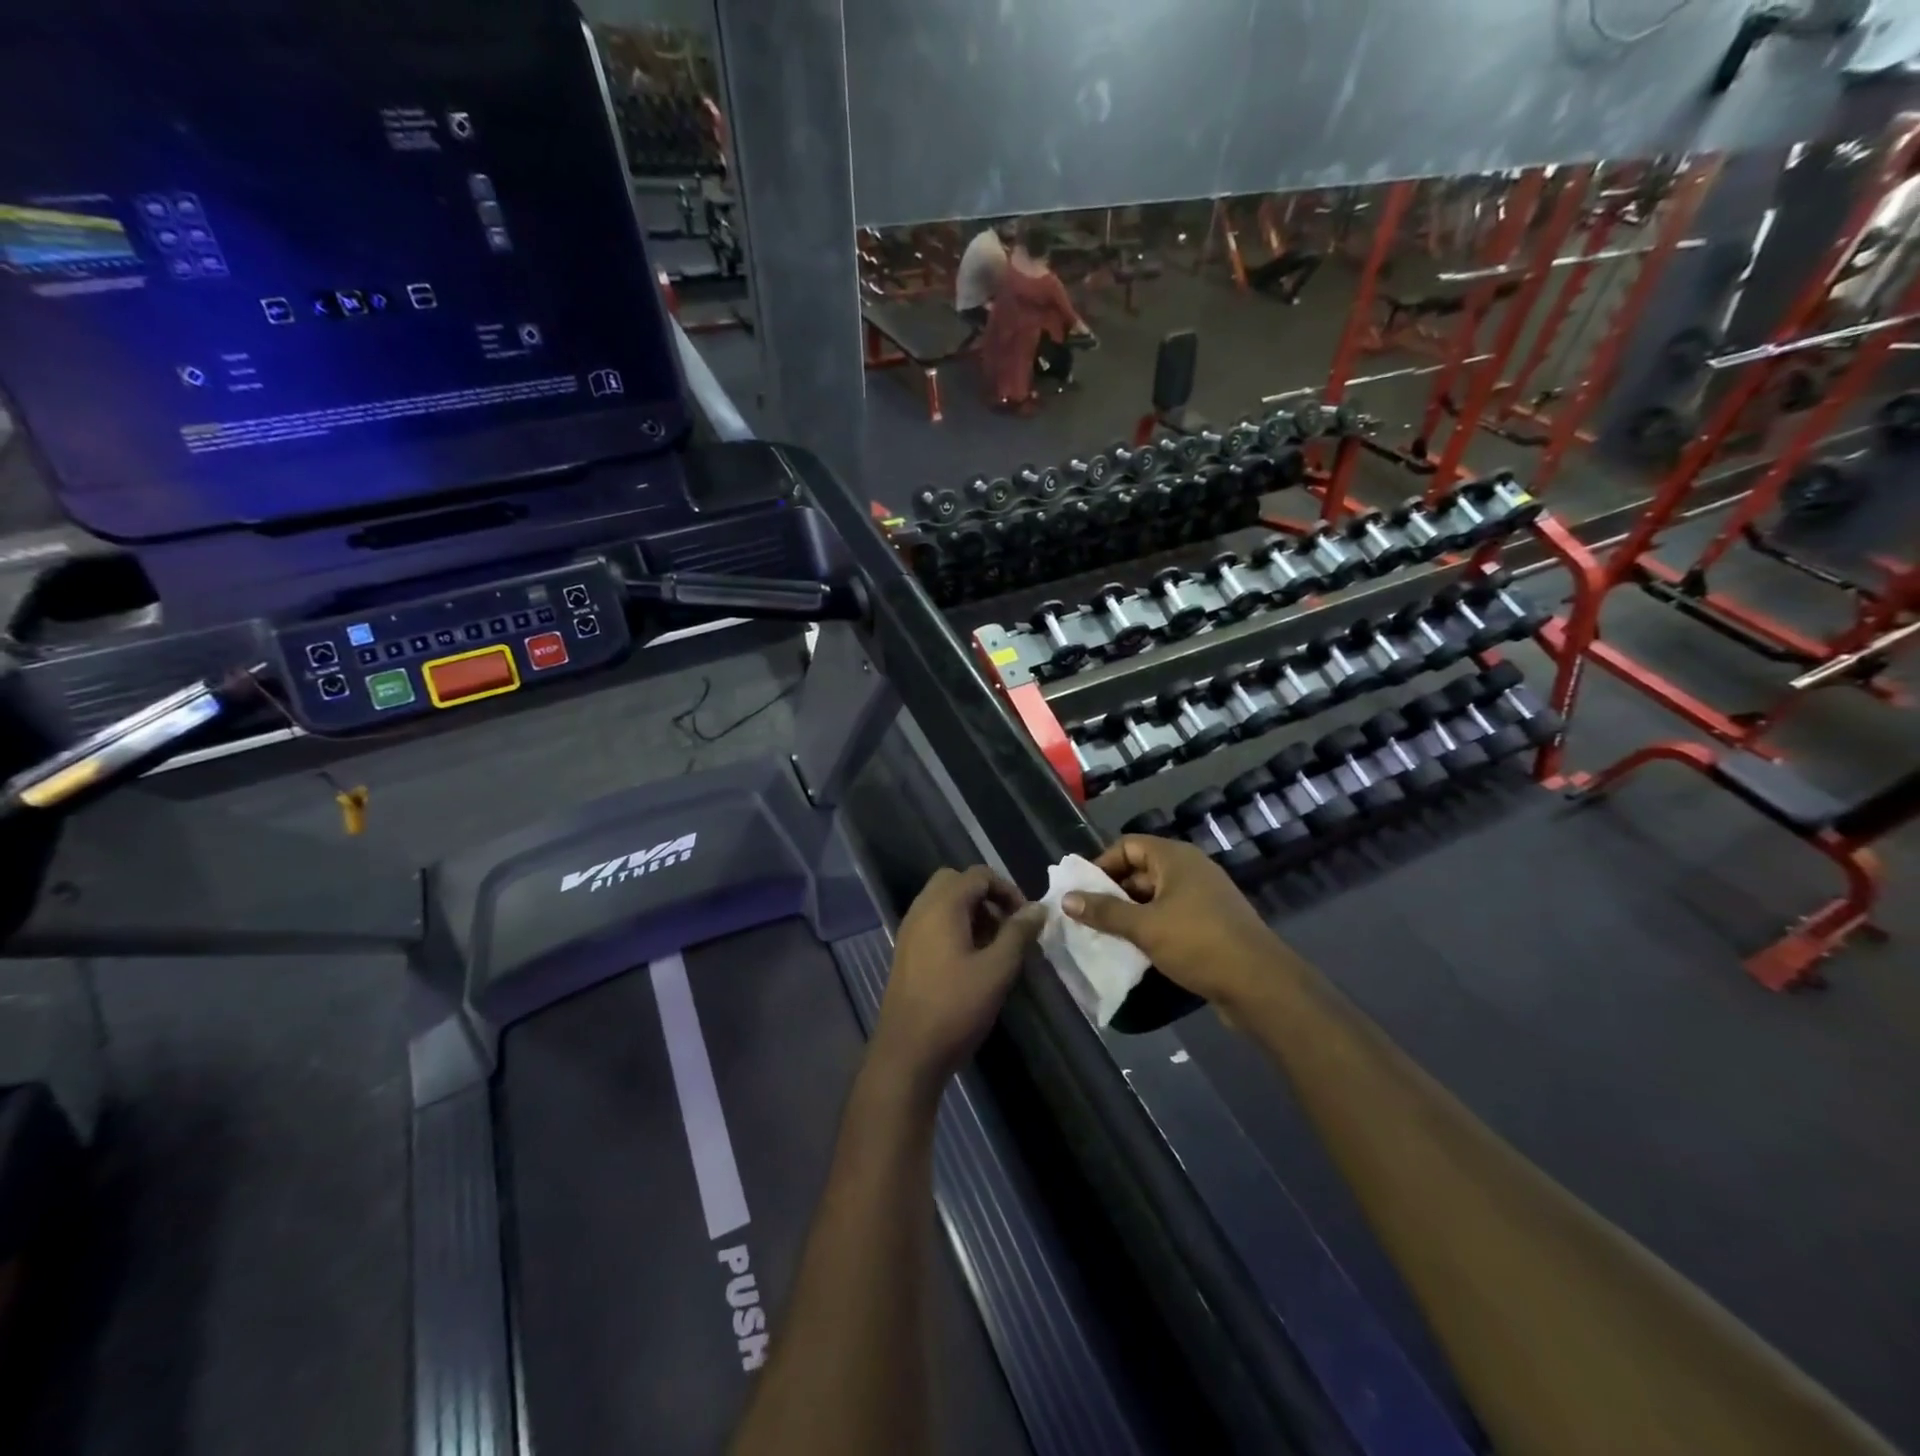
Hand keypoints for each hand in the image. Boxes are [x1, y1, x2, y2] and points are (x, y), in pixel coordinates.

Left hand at [872, 866, 1043, 1093]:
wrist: (907, 1053)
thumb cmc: (955, 1007)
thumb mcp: (997, 969)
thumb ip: (1018, 933)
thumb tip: (1038, 908)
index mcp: (942, 906)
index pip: (979, 875)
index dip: (1007, 890)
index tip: (1027, 919)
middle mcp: (921, 909)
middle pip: (957, 882)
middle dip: (987, 897)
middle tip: (1008, 926)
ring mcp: (910, 931)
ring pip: (944, 902)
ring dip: (972, 913)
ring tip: (996, 946)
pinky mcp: (907, 952)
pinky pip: (934, 922)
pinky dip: (956, 927)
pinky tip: (973, 961)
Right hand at [1063, 836, 1280, 1010]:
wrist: (1259, 984)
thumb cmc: (1198, 943)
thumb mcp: (1144, 927)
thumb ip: (1104, 912)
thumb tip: (1067, 899)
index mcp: (1175, 858)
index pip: (1128, 845)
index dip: (1102, 864)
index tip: (1082, 891)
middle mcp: (1190, 870)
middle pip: (1140, 870)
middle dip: (1112, 892)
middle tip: (1087, 917)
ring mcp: (1204, 897)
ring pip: (1155, 897)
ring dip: (1130, 913)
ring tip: (1104, 935)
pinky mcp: (1211, 923)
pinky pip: (1172, 916)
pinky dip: (1151, 927)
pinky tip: (1135, 949)